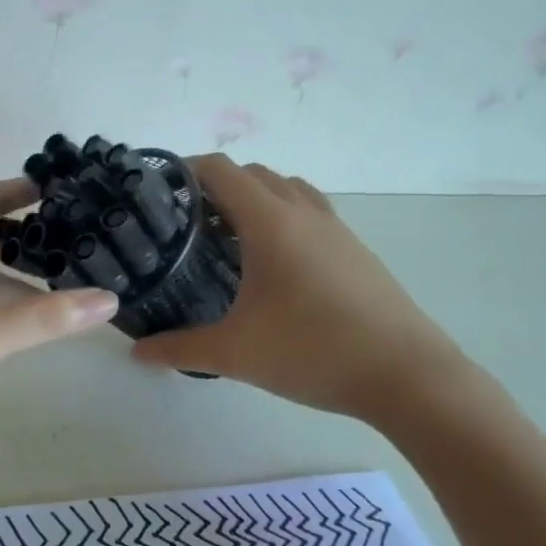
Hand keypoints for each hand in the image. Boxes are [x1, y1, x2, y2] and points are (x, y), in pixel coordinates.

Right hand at [131, 156, 468, 426]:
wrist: (408, 376)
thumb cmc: (314, 352)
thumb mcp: (236, 354)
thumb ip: (180, 349)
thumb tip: (137, 352)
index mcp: (271, 222)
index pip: (220, 170)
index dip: (185, 170)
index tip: (159, 192)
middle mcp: (303, 213)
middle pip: (253, 173)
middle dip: (216, 186)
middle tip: (186, 222)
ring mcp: (336, 229)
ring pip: (286, 189)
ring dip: (254, 198)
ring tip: (229, 237)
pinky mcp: (356, 250)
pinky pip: (309, 212)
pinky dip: (283, 217)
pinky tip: (274, 264)